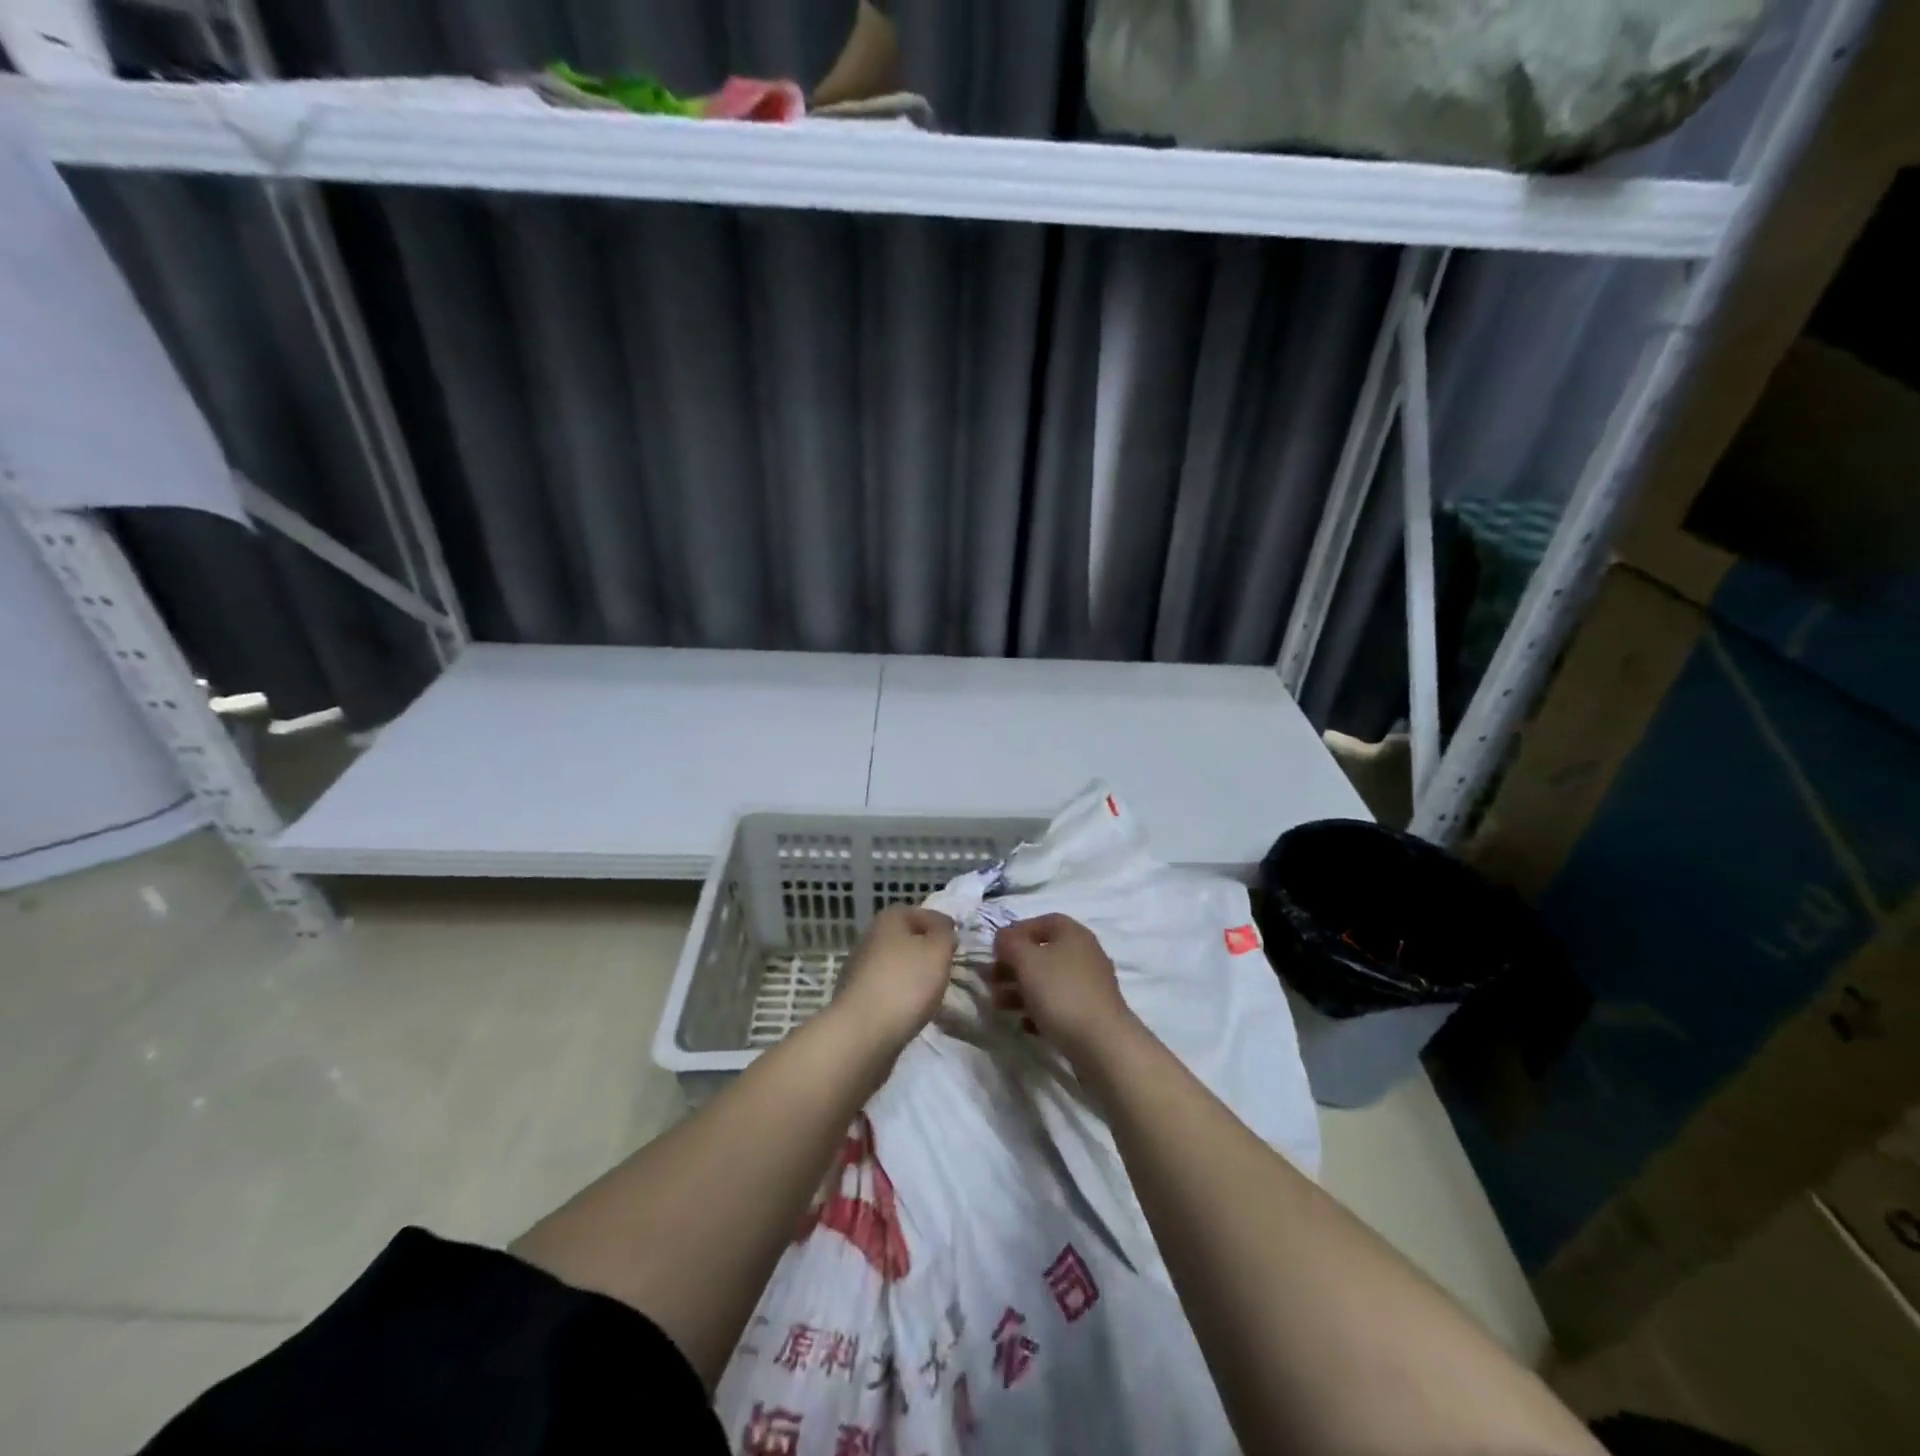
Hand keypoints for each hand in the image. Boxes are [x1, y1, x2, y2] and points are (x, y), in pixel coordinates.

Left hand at [835, 906, 956, 1050]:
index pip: (921, 913)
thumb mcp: (938, 950)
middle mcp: (870, 937)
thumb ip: (945, 934)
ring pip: (896, 964)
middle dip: (926, 951)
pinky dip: (901, 995)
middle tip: (946, 967)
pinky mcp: (857, 997)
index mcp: (888, 919)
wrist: (863, 1032)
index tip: (957, 944)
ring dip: (913, 974)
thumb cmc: (906, 982)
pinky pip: (887, 988)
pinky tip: (912, 1009)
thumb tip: (942, 930)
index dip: (941, 926)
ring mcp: (859, 968)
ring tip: (933, 992)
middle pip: (906, 938)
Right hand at [990, 914, 1138, 1064]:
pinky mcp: (1090, 1013)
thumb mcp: (1027, 961)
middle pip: (1042, 953)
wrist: (1102, 1044)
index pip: (1042, 921)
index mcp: (1073, 934)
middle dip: (1013, 966)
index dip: (1017, 932)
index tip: (996, 950)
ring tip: (999, 1005)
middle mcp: (1084, 954)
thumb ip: (1010, 943)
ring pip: (1047, 981)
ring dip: (1020, 990)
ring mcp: (1089, 986)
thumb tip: (1003, 937)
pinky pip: (1059, 1006)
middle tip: (990, 981)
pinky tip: (1025, 1025)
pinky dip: (1039, 1011)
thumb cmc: (1061, 993)